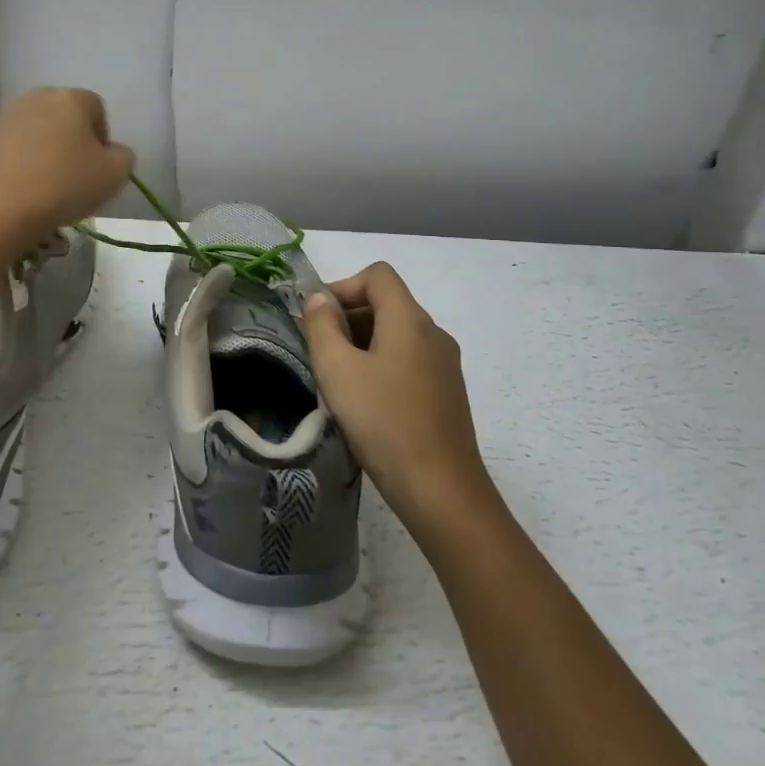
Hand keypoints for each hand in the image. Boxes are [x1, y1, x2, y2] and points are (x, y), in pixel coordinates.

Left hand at [0, 88, 134, 246]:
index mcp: (70, 99)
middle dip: (65, 137)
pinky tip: (6, 183)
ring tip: (37, 183)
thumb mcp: (115, 175)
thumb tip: (112, 152)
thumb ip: (123, 156)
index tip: (97, 166)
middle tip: (69, 174)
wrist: (0, 211)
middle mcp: (32, 99)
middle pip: (57, 114)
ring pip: (24, 128)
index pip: (95, 108)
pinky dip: (0, 159)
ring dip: (33, 147)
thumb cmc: (65, 187)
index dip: (100, 136)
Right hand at [301, 263, 497, 543]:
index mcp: (410, 319)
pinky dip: (382, 366)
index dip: (342, 287)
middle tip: (320, 353)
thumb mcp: (337, 370)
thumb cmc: (383, 422)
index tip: (317, 320)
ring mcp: (445, 364)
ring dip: (363, 344)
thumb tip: (319, 299)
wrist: (441, 490)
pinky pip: (409, 361)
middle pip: (387, 303)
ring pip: (397, 334)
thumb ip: (322, 326)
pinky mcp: (447, 393)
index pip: (377, 275)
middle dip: (348, 318)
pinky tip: (366, 404)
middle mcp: (433, 333)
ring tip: (338, 381)